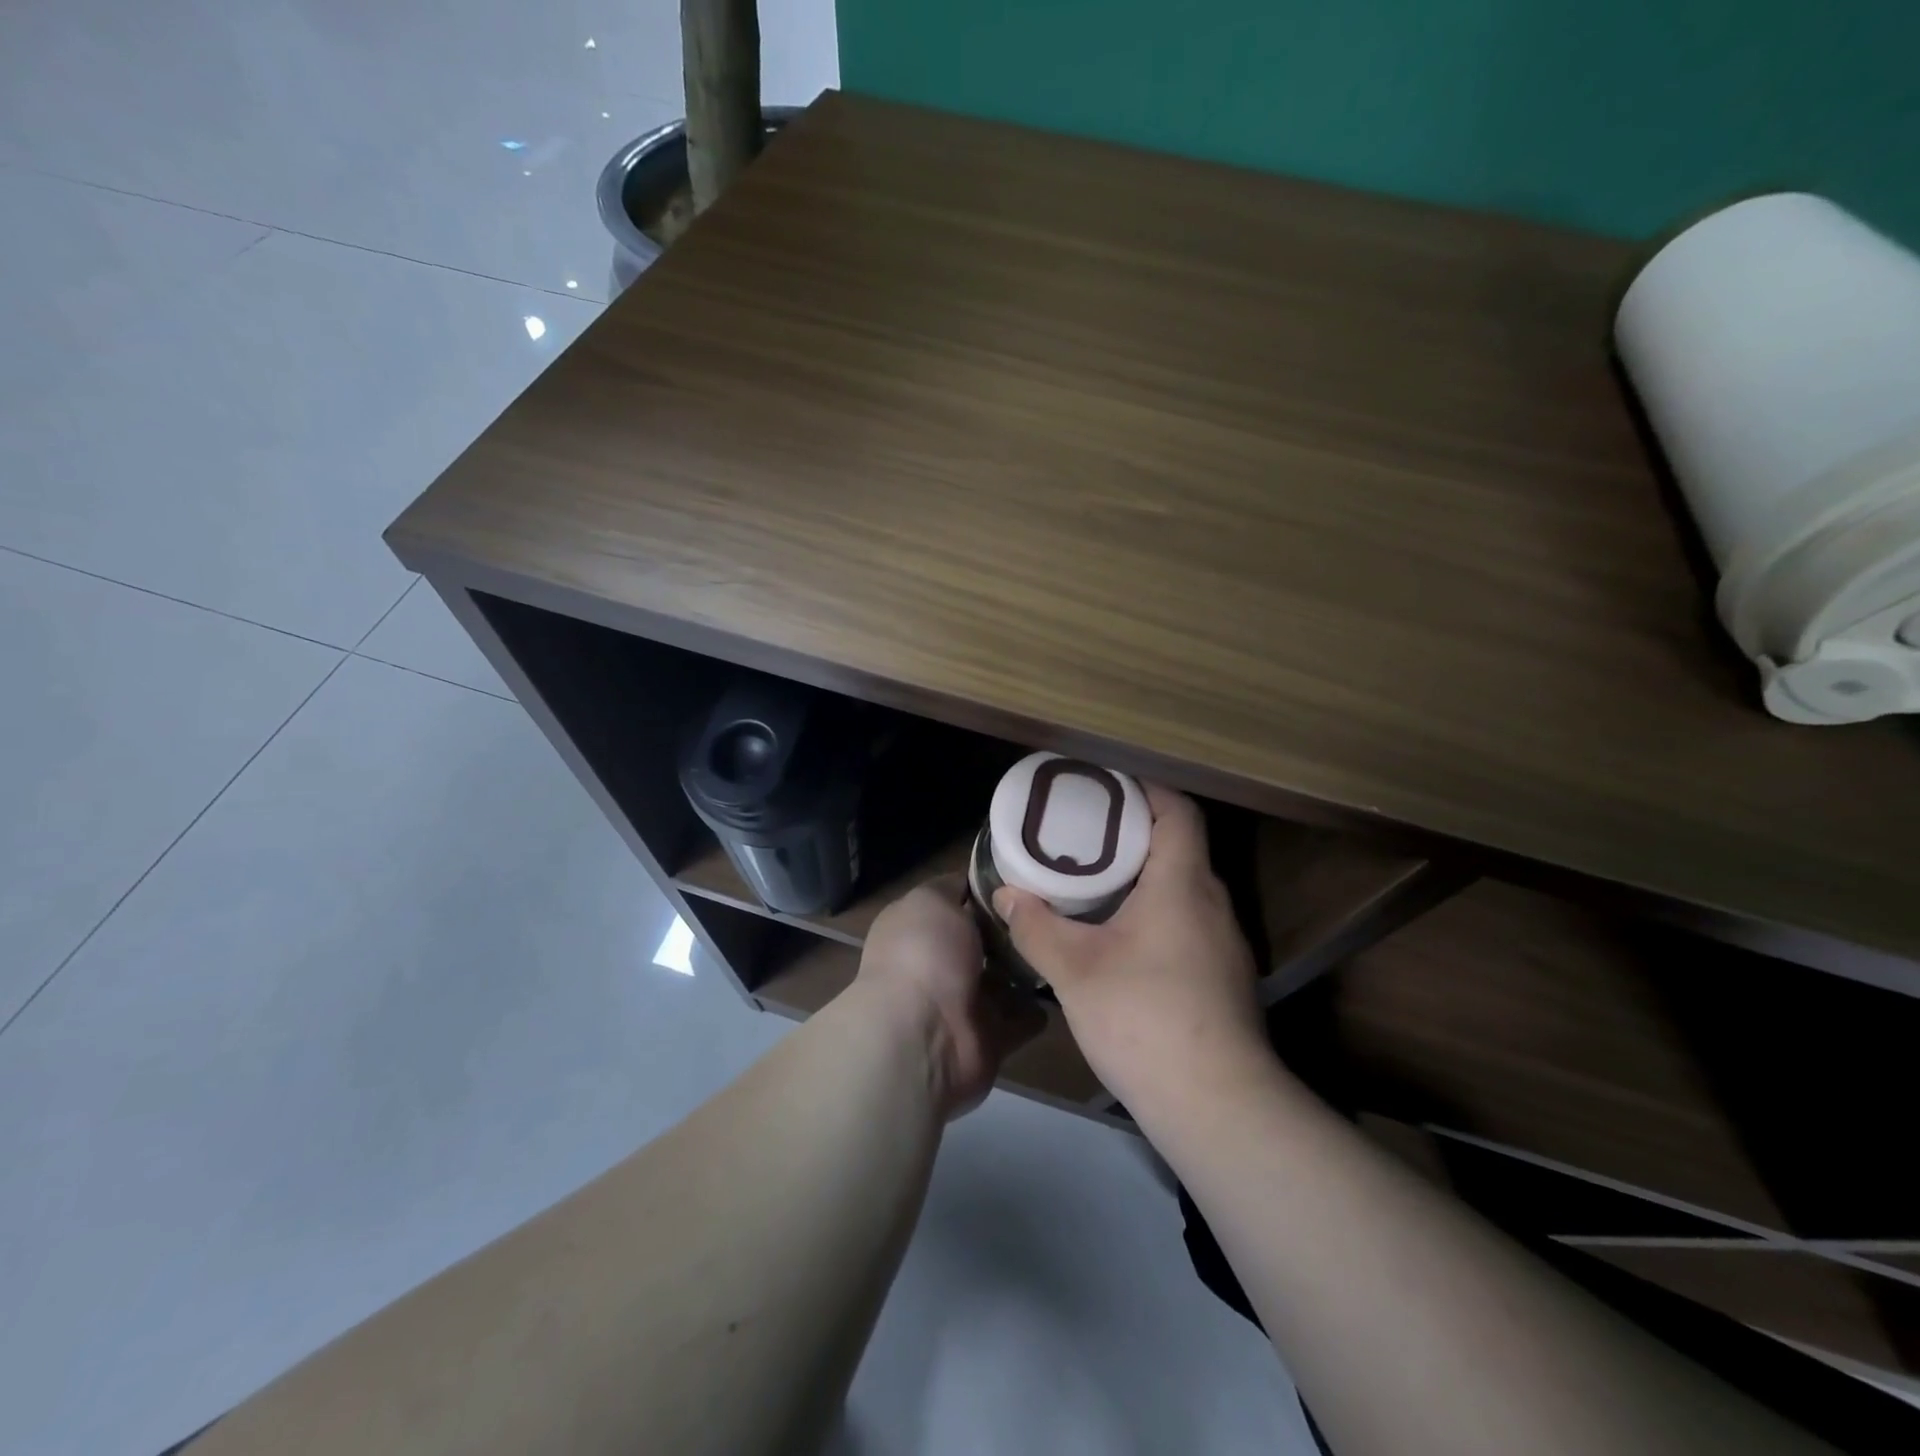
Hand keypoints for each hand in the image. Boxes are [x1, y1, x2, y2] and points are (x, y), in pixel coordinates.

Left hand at [856, 875, 1044, 1119]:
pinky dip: (1038, 1009)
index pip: (959, 901)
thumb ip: (953, 887)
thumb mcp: (932, 900)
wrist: (922, 1037)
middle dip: (1015, 928)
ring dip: (1029, 966)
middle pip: (985, 940)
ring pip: (1004, 979)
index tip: (1030, 876)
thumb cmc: (924, 955)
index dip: (990, 889)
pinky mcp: (989, 1038)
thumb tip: (972, 880)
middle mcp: (939, 963)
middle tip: (1060, 908)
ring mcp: (963, 1003)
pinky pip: (1020, 1019)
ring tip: (1067, 942)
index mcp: (919, 928)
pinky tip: (1065, 983)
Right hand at [992, 784, 1269, 1115]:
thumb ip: (1035, 926)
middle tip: (1082, 835)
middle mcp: (1212, 902)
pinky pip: (1185, 921)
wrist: (1217, 1104)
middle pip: (1178, 846)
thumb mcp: (1074, 969)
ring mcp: (1223, 942)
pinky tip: (1118, 939)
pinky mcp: (1222, 976)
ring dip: (1141, 877)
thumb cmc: (1144, 1018)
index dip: (1145, 789)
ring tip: (1092, 882)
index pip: (1177, 811)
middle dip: (1131, 834)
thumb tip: (1007, 895)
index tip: (1105, 787)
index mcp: (1182, 883)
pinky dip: (1153, 912)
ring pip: (1181, 888)